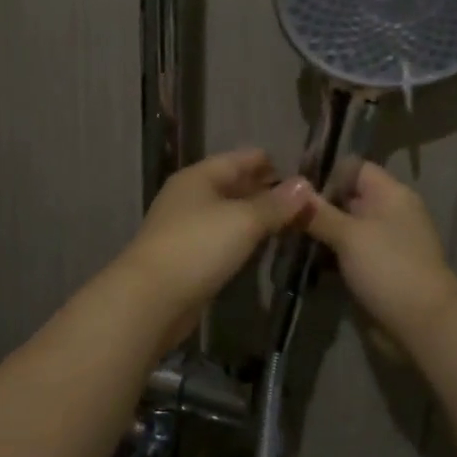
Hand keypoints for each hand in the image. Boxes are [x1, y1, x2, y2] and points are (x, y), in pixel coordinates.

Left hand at [117, 149, 312, 340]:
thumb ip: (275, 204)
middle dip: (264, 190)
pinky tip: (259, 246)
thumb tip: (305, 184)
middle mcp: (189, 197)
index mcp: (198, 177)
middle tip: (302, 200)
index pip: (239, 159)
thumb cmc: (198, 247)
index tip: (300, 171)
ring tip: (288, 222)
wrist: (151, 298)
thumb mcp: (244, 220)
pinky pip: (220, 238)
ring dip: (254, 216)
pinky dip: (241, 238)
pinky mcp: (185, 257)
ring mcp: (184, 228)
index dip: (268, 163)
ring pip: (226, 214)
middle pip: (231, 185)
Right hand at [301, 162, 456, 347]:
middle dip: (314, 205)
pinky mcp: (374, 269)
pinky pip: (345, 253)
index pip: (354, 168)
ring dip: (317, 232)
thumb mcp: (348, 235)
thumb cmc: (389, 268)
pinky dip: (325, 255)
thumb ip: (318, 212)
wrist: (422, 326)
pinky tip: (299, 260)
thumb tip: (291, 189)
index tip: (292, 188)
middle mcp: (387, 213)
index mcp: (390, 194)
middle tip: (280, 214)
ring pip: (342, 227)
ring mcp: (381, 243)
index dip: (325, 173)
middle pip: (345, 197)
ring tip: (283, 236)